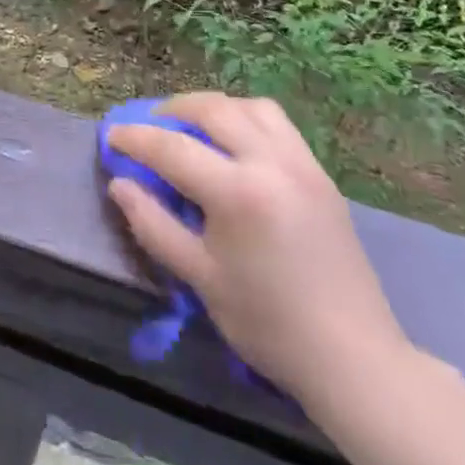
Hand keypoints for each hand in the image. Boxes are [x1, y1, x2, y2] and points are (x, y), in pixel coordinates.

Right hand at [106, 93, 411, 411]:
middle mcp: (272, 163)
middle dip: (172, 110)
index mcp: (238, 193)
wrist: (354, 358)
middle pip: (213, 110)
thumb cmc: (268, 324)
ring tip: (192, 128)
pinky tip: (234, 145)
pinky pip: (278, 124)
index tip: (111, 136)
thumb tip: (120, 185)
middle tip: (149, 126)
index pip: (172, 148)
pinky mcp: (321, 175)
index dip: (135, 138)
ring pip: (251, 107)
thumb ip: (153, 224)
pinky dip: (246, 118)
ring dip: (214, 108)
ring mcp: (302, 164)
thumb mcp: (199, 278)